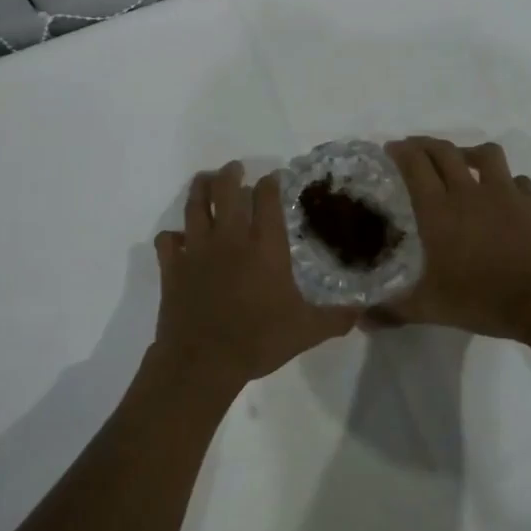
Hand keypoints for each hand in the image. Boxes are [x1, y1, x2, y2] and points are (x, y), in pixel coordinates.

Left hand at [151, 161, 358, 393]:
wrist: (203, 361)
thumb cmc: (258, 340)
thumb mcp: (308, 330)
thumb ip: (337, 318)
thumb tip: (362, 311)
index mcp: (264, 245)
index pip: (267, 197)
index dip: (271, 182)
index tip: (274, 177)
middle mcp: (230, 237)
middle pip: (226, 189)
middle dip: (231, 173)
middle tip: (236, 169)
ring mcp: (196, 249)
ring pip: (195, 205)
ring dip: (200, 188)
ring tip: (205, 180)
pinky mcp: (172, 266)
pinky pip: (167, 240)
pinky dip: (173, 236)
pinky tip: (178, 238)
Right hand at [380, 138, 530, 341]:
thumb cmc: (480, 299)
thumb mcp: (429, 308)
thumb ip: (392, 310)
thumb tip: (359, 321)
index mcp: (438, 210)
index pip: (415, 165)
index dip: (401, 151)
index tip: (391, 148)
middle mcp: (469, 192)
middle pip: (444, 151)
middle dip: (425, 144)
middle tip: (415, 149)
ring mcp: (505, 193)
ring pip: (485, 154)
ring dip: (468, 152)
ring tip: (461, 161)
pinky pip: (517, 179)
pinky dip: (506, 181)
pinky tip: (502, 194)